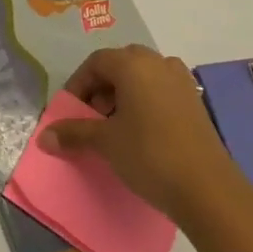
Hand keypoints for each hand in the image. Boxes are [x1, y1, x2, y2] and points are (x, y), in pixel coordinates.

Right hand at [42, 44, 233, 218]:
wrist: (208, 189)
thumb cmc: (149, 155)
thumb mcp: (106, 143)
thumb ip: (74, 133)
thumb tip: (44, 137)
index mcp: (133, 64)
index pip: (96, 62)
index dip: (78, 84)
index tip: (71, 111)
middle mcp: (158, 63)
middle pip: (120, 65)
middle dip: (101, 88)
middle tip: (93, 116)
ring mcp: (181, 80)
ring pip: (143, 77)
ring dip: (124, 95)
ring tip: (116, 127)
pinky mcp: (195, 102)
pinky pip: (161, 90)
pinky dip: (146, 102)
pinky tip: (143, 133)